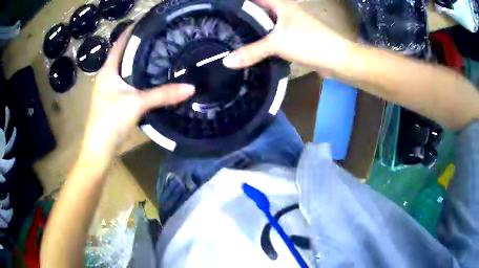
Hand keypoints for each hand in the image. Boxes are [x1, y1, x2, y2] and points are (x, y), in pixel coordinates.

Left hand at [81, 27, 194, 161]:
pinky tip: (151, 77)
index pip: (120, 42)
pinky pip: (128, 82)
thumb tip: (191, 87)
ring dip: (139, 60)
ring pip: (126, 68)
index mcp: (108, 70)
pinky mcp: (114, 100)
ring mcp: (110, 89)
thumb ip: (163, 94)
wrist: (99, 148)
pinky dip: (138, 76)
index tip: (149, 22)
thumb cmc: (110, 120)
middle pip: (124, 54)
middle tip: (161, 36)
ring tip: (159, 52)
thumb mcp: (137, 103)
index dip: (132, 30)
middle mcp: (107, 76)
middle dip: (140, 44)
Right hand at [223, 0, 352, 75]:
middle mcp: (286, 11)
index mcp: (281, 4)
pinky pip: (276, 37)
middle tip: (224, 26)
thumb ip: (252, 51)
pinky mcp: (296, 38)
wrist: (337, 59)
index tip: (224, 11)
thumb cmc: (309, 42)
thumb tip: (226, 61)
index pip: (255, 0)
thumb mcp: (277, 44)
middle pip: (260, 11)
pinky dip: (265, 41)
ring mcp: (292, 24)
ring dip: (254, 31)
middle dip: (244, 18)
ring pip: (268, 25)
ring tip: (234, 37)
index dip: (241, 4)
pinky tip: (254, 48)